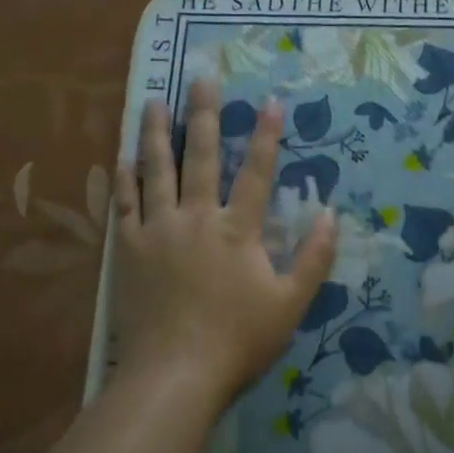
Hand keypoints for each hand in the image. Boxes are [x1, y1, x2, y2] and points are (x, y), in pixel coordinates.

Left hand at [113, 80, 338, 404]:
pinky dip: (124, 178)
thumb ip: (314, 258)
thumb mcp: (290, 304)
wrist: (175, 374)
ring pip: (156, 170)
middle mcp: (196, 217)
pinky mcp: (127, 249)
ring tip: (154, 100)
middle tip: (201, 78)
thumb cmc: (238, 340)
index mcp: (238, 229)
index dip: (267, 135)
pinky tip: (122, 156)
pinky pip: (124, 204)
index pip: (257, 172)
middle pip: (202, 156)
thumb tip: (330, 214)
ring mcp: (157, 230)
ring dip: (157, 133)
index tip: (270, 100)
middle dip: (205, 114)